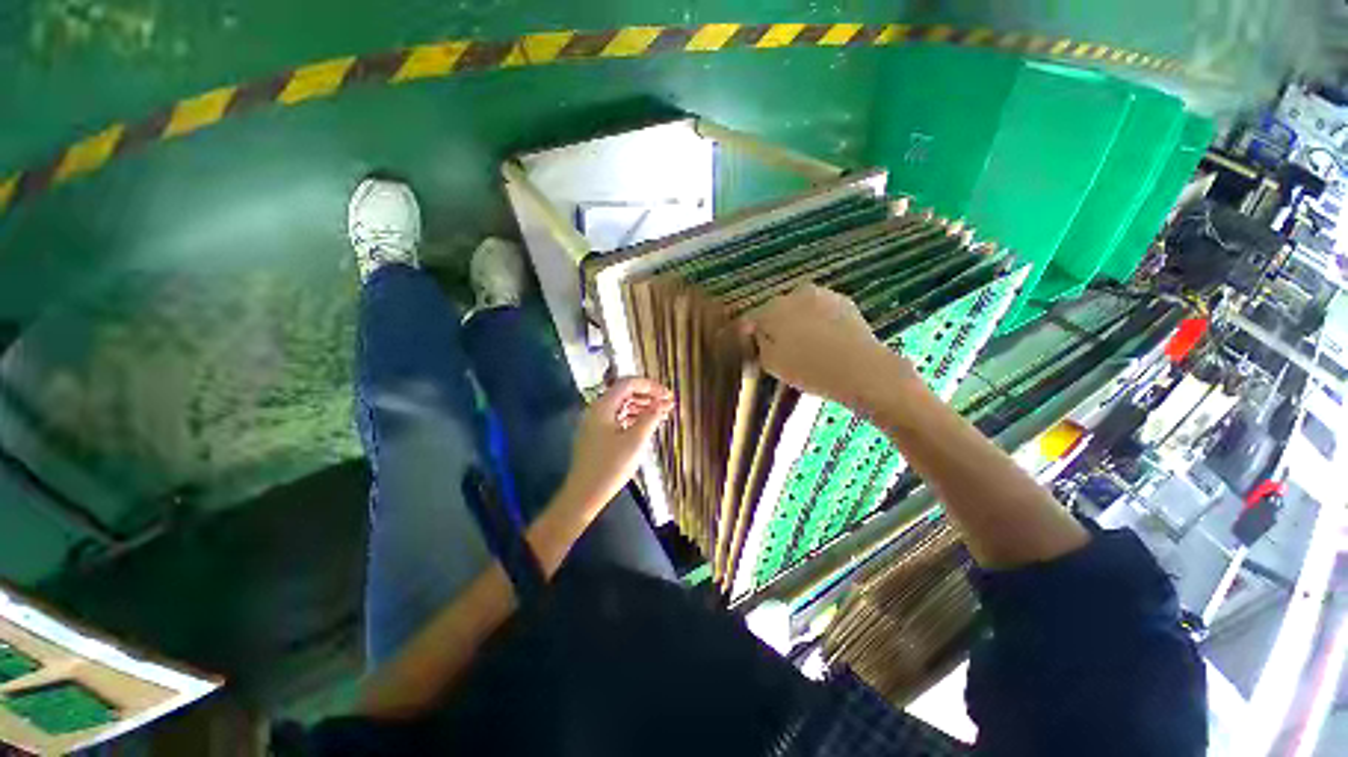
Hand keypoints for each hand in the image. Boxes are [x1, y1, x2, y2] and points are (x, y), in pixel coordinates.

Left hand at [561, 377, 673, 509]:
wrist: (584, 494)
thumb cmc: (610, 466)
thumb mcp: (635, 441)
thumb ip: (650, 417)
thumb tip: (662, 402)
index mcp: (603, 406)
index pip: (628, 383)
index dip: (650, 386)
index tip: (668, 395)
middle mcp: (597, 410)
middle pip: (625, 393)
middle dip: (648, 396)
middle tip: (668, 404)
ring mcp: (595, 423)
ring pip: (622, 406)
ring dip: (642, 407)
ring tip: (662, 414)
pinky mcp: (596, 436)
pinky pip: (618, 418)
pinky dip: (633, 418)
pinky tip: (646, 426)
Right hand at [740, 285, 918, 412]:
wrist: (861, 368)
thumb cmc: (809, 369)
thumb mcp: (771, 363)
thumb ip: (758, 344)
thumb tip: (756, 332)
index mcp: (772, 310)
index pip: (752, 318)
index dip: (750, 333)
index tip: (754, 347)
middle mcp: (794, 294)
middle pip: (777, 309)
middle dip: (776, 324)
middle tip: (783, 347)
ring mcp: (821, 294)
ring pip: (800, 306)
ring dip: (798, 319)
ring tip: (807, 343)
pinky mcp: (843, 300)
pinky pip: (821, 308)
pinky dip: (819, 319)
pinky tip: (826, 338)